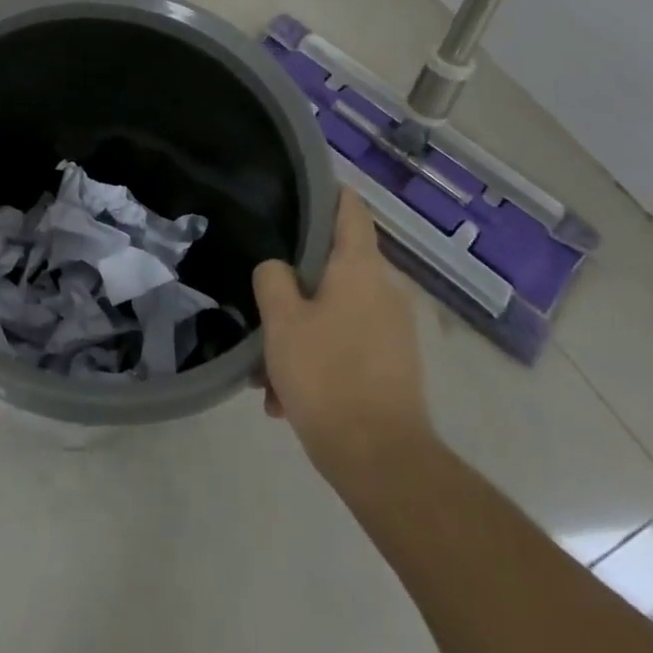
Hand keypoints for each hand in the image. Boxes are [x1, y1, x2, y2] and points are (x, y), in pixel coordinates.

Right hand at [253, 188, 432, 476]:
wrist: (382, 462)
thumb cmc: (327, 375)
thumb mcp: (282, 321)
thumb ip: (273, 279)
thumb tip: (278, 269)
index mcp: (360, 269)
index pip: (349, 208)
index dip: (325, 192)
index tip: (294, 190)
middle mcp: (384, 291)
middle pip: (333, 267)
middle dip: (293, 287)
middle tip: (260, 306)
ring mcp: (392, 331)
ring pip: (333, 313)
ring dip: (298, 334)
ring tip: (266, 375)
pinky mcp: (393, 367)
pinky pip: (345, 346)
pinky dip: (317, 360)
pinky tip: (286, 400)